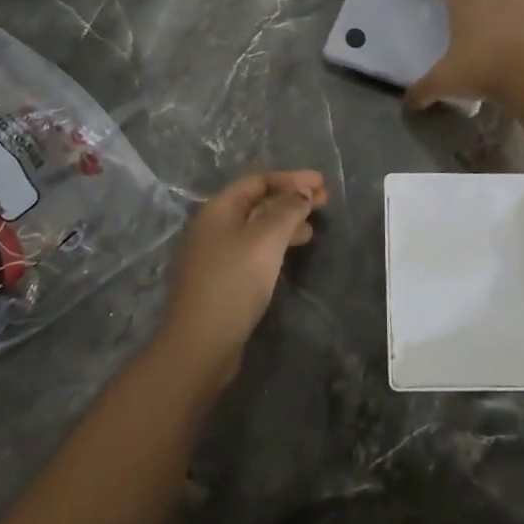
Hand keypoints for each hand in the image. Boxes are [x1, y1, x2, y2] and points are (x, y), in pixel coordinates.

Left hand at [159, 170, 326, 382]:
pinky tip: (290, 254)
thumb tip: (303, 191)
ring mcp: (214, 254)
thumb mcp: (266, 240)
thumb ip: (287, 210)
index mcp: (218, 209)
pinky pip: (253, 249)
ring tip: (312, 229)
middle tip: (324, 201)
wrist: (200, 345)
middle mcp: (213, 226)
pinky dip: (274, 244)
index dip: (291, 179)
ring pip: (256, 227)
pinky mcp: (221, 279)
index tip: (321, 183)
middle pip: (256, 202)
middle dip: (290, 199)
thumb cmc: (234, 282)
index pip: (257, 181)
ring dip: (285, 223)